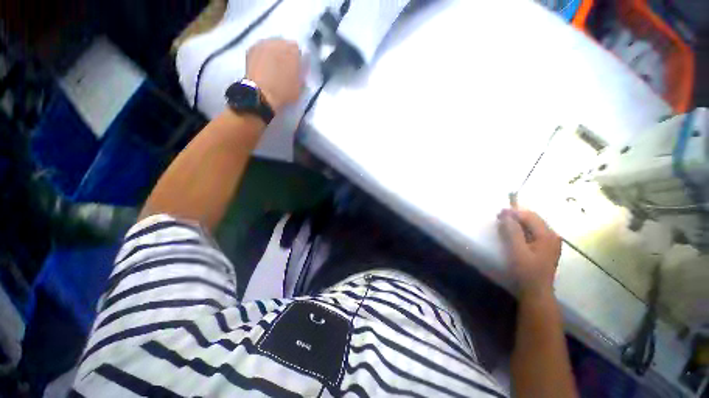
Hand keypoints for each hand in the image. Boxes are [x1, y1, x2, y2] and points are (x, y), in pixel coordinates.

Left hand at [246, 38, 301, 113]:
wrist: (260, 94)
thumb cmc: (282, 92)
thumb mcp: (299, 89)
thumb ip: (301, 78)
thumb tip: (300, 75)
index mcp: (293, 52)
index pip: (298, 49)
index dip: (297, 59)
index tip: (296, 67)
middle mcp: (278, 43)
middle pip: (284, 44)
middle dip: (285, 53)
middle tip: (284, 66)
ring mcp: (264, 44)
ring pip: (272, 44)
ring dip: (274, 52)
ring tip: (273, 66)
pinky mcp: (252, 48)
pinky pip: (261, 48)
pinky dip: (263, 54)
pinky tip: (263, 65)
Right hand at [498, 209, 561, 297]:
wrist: (536, 292)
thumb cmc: (526, 271)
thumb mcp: (517, 251)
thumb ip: (512, 231)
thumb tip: (505, 214)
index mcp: (547, 235)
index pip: (530, 216)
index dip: (513, 212)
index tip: (498, 213)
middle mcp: (552, 235)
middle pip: (533, 219)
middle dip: (515, 216)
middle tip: (499, 218)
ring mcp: (550, 242)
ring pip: (532, 225)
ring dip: (518, 223)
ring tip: (504, 224)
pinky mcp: (545, 248)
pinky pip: (533, 232)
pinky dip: (521, 230)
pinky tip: (513, 234)